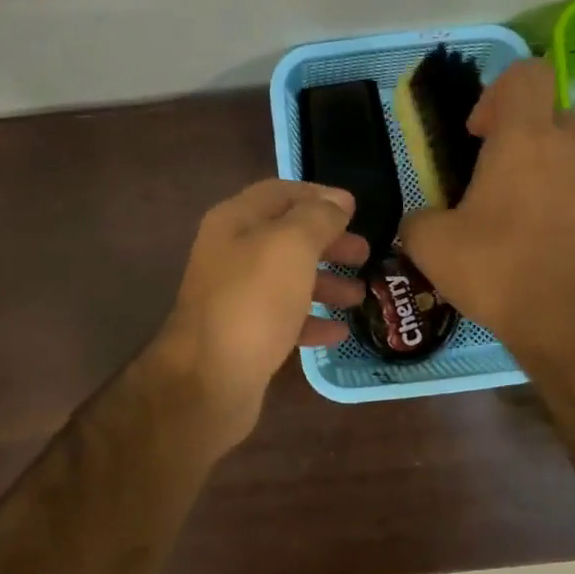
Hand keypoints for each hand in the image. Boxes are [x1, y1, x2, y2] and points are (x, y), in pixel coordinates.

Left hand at [153, 179, 367, 446]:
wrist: (209, 380)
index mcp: (235, 222)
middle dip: (327, 242)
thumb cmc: (253, 302)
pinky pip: (283, 319)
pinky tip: (338, 333)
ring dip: (325, 282)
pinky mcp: (243, 335)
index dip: (318, 196)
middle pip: (286, 237)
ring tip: (358, 295)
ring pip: (287, 279)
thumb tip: (338, 201)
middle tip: (365, 253)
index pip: (280, 193)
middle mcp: (231, 254)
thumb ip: (318, 218)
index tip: (355, 209)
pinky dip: (311, 320)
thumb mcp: (291, 247)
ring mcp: (235, 297)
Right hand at [400, 59, 574, 357]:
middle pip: (551, 118)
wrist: (573, 325)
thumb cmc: (498, 272)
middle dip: (524, 141)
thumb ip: (418, 218)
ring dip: (552, 176)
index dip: (498, 94)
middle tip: (498, 187)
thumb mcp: (431, 246)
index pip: (526, 74)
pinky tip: (560, 250)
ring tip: (530, 225)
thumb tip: (420, 220)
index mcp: (525, 139)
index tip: (480, 136)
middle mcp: (574, 147)